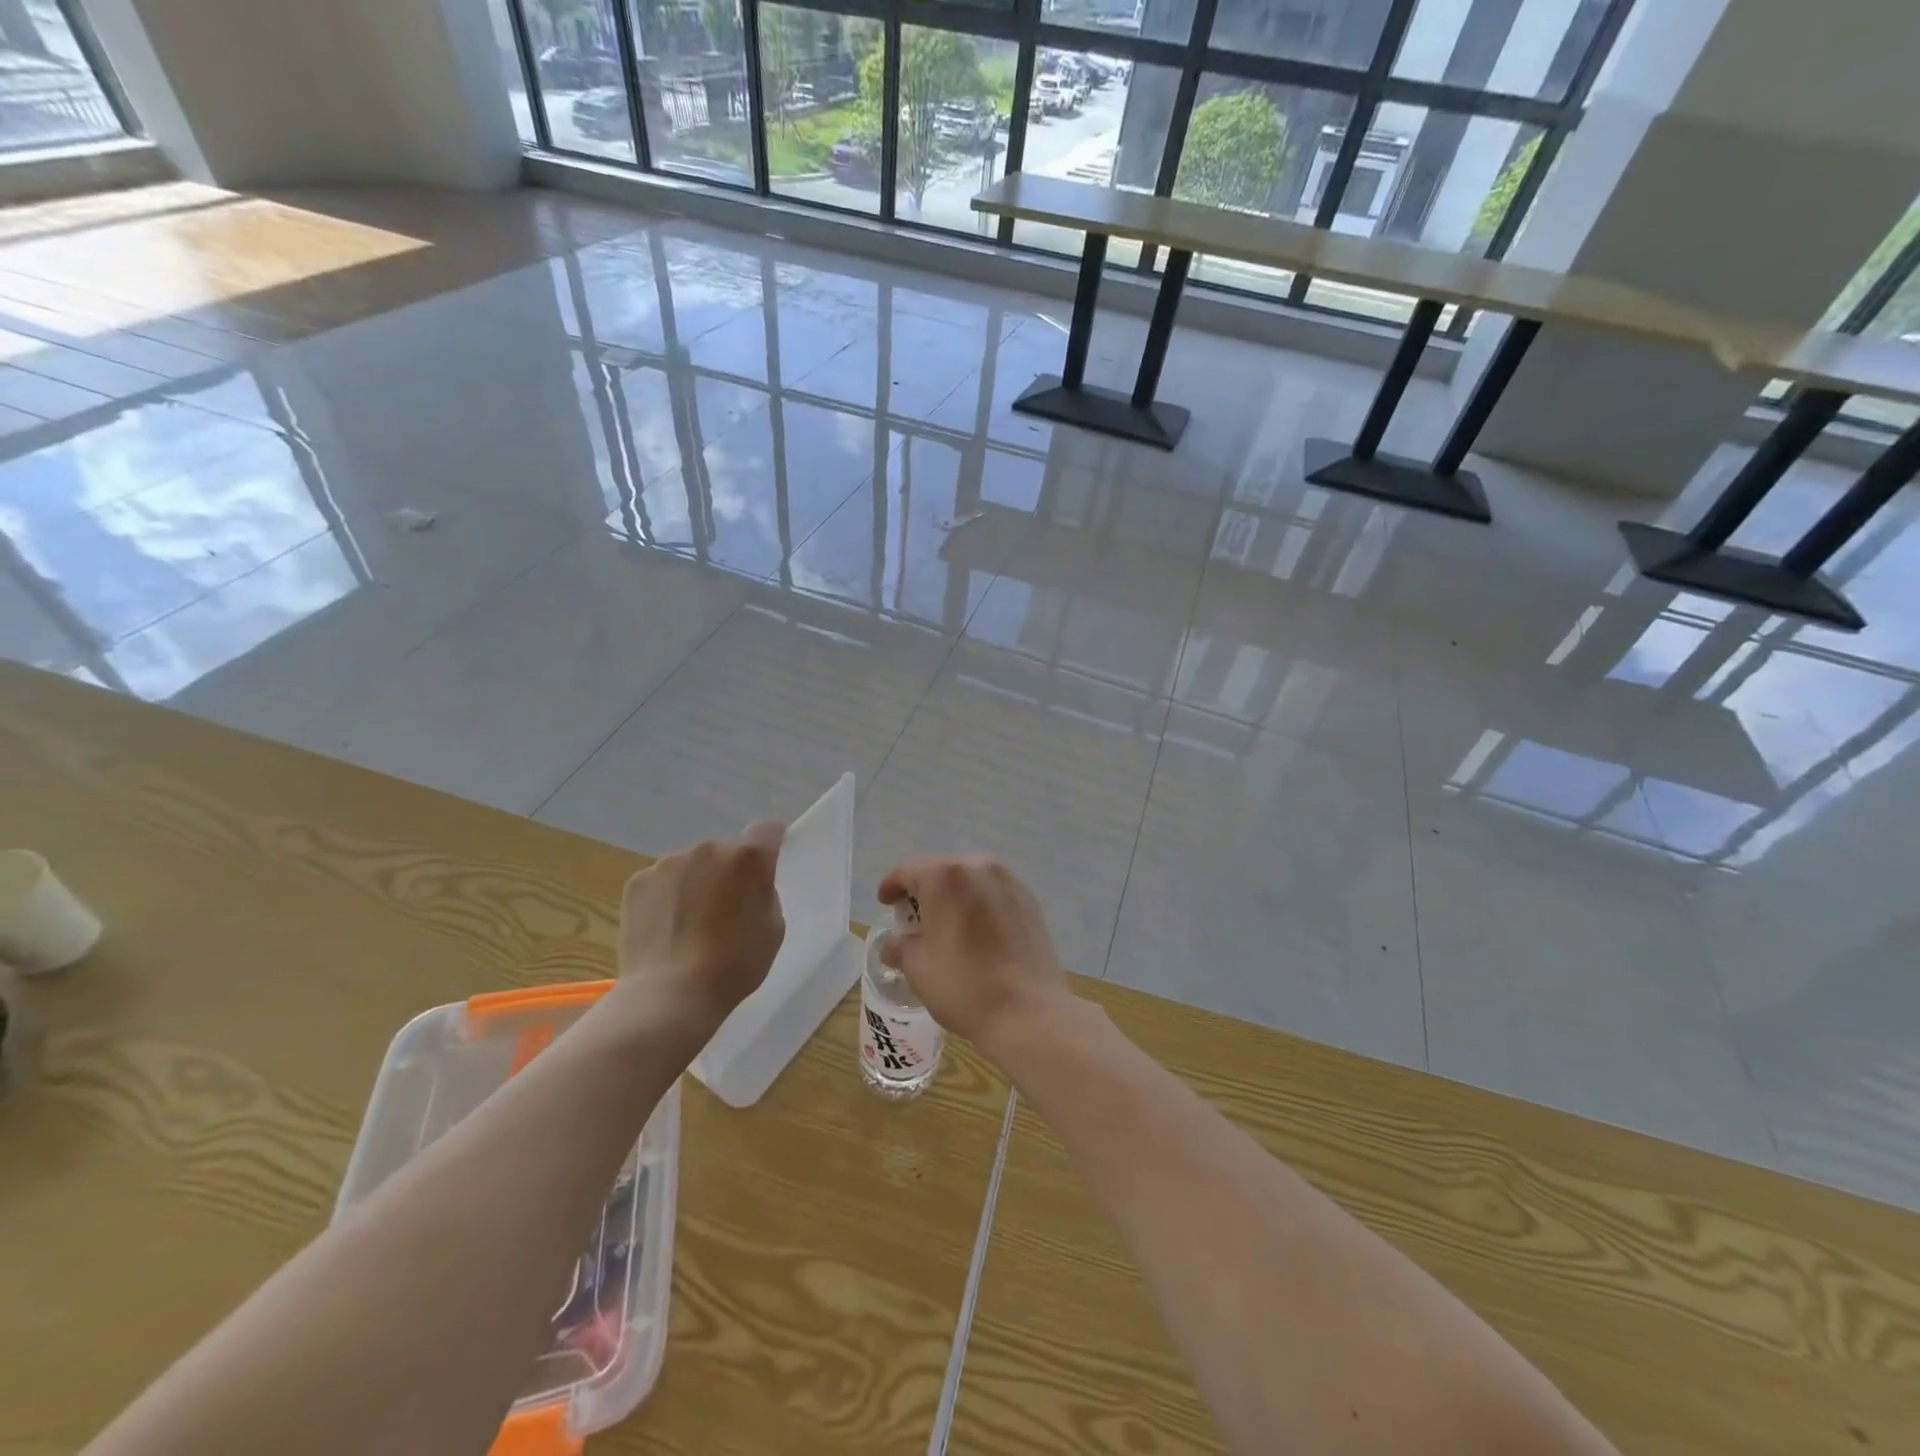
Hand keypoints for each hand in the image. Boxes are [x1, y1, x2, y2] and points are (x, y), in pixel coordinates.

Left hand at [616, 823, 785, 1030]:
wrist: (670, 995)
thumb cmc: (733, 965)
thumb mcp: (772, 929)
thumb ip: (763, 893)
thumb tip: (747, 884)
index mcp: (747, 859)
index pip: (766, 830)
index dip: (769, 842)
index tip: (767, 861)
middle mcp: (708, 849)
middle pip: (724, 850)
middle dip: (727, 871)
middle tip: (724, 908)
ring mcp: (668, 863)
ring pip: (690, 865)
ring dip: (695, 882)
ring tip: (689, 923)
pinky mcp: (638, 882)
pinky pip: (661, 881)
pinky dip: (666, 897)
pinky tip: (665, 929)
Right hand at [877, 856, 1073, 1058]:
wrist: (1028, 1012)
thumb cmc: (963, 986)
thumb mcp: (917, 967)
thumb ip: (900, 947)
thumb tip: (894, 945)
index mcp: (945, 876)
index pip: (907, 871)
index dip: (891, 886)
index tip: (885, 902)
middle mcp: (978, 867)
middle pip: (941, 871)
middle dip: (924, 890)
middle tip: (914, 917)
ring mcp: (1008, 881)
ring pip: (971, 880)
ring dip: (954, 896)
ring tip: (946, 924)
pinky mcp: (1029, 900)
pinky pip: (994, 893)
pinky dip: (979, 904)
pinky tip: (977, 931)